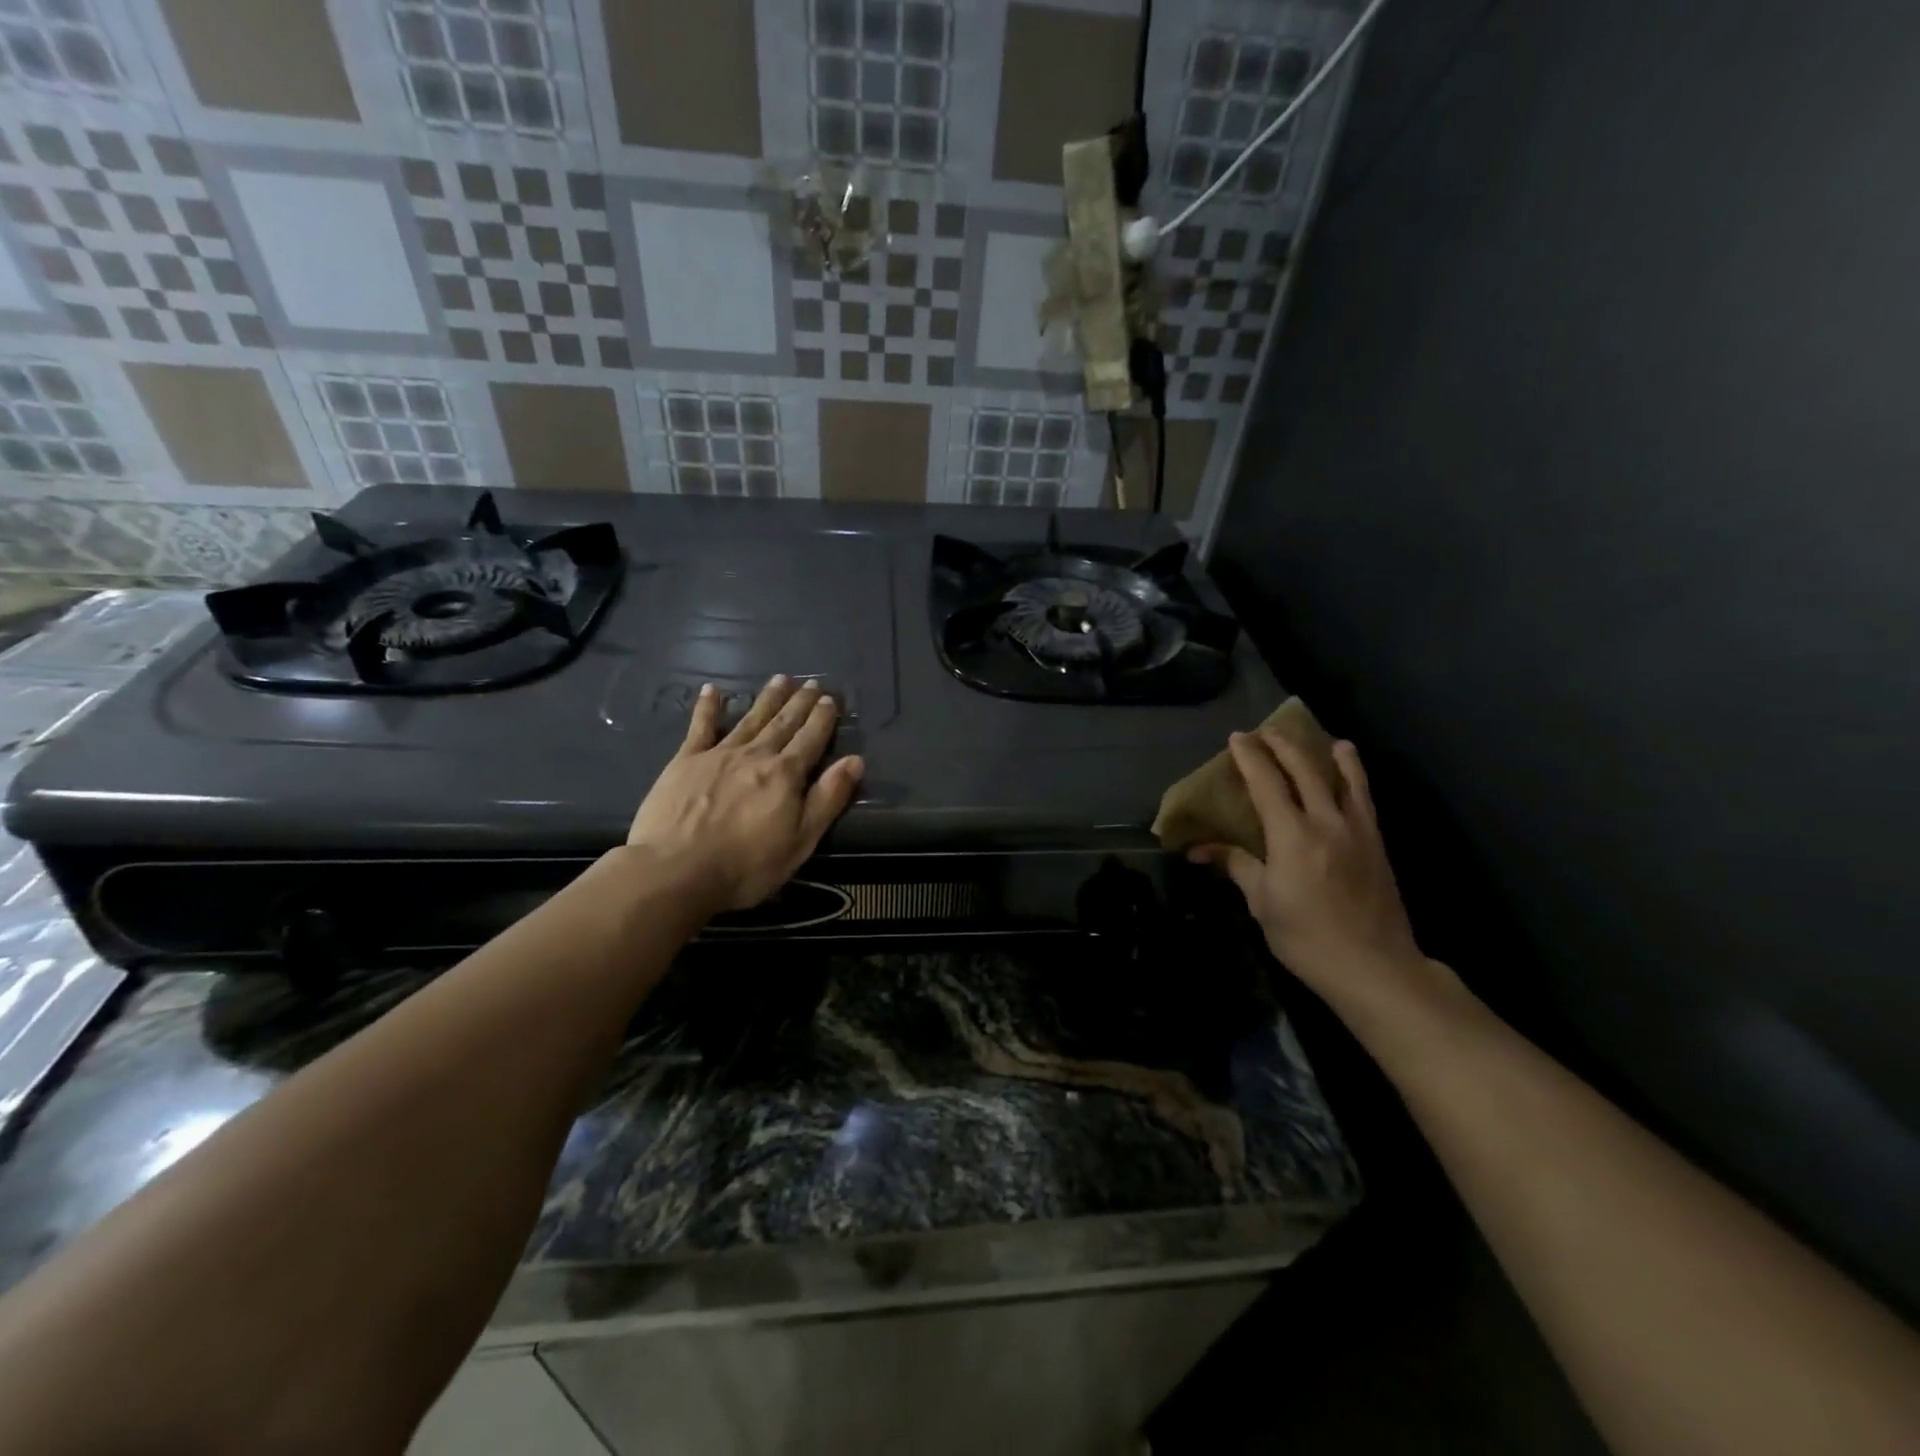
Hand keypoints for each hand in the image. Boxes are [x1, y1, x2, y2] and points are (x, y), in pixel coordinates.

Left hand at [626, 675, 864, 912]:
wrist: (675, 870)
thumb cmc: (745, 865)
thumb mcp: (800, 840)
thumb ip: (828, 798)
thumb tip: (855, 761)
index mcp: (785, 775)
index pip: (811, 739)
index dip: (822, 718)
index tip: (830, 698)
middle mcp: (756, 755)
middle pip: (783, 723)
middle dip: (799, 702)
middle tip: (811, 682)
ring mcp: (718, 755)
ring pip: (750, 719)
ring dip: (767, 698)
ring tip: (780, 679)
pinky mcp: (685, 761)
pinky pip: (700, 727)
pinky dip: (707, 707)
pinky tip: (711, 690)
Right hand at [1191, 730, 1434, 1017]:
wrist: (1375, 967)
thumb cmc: (1306, 938)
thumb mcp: (1262, 903)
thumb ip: (1236, 865)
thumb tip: (1200, 849)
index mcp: (1292, 836)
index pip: (1267, 783)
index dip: (1251, 757)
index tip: (1237, 738)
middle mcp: (1326, 822)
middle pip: (1305, 770)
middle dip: (1283, 746)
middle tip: (1266, 732)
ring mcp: (1357, 830)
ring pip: (1346, 778)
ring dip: (1330, 754)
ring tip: (1324, 739)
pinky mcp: (1377, 843)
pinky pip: (1365, 799)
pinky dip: (1356, 778)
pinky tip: (1352, 775)